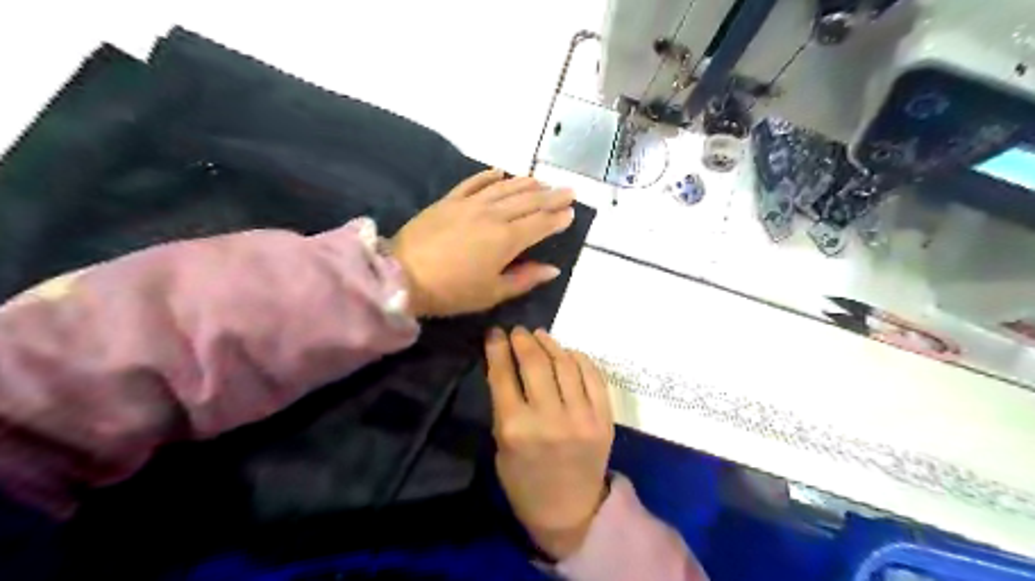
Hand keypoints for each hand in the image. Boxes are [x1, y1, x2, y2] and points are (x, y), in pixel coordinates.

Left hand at [394, 169, 578, 316]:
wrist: (401, 275)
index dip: (557, 218)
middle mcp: (493, 215)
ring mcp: (469, 204)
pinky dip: (489, 175)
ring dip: (526, 183)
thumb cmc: (452, 291)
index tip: (571, 213)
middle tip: (569, 190)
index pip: (540, 224)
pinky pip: (473, 182)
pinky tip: (500, 171)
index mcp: (506, 239)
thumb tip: (552, 269)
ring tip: (542, 181)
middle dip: (551, 196)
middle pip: (528, 201)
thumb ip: (524, 278)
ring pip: (505, 188)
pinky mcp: (449, 200)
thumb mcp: (492, 293)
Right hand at [485, 327, 611, 558]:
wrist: (570, 512)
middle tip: (518, 331)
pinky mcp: (604, 419)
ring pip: (565, 364)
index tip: (495, 332)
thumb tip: (507, 364)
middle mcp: (548, 419)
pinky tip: (568, 352)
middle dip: (523, 340)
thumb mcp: (501, 446)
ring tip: (541, 335)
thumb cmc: (525, 482)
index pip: (503, 374)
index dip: (497, 347)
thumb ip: (504, 405)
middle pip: (535, 363)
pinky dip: (579, 358)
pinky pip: (593, 376)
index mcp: (515, 428)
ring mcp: (581, 418)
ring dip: (551, 344)